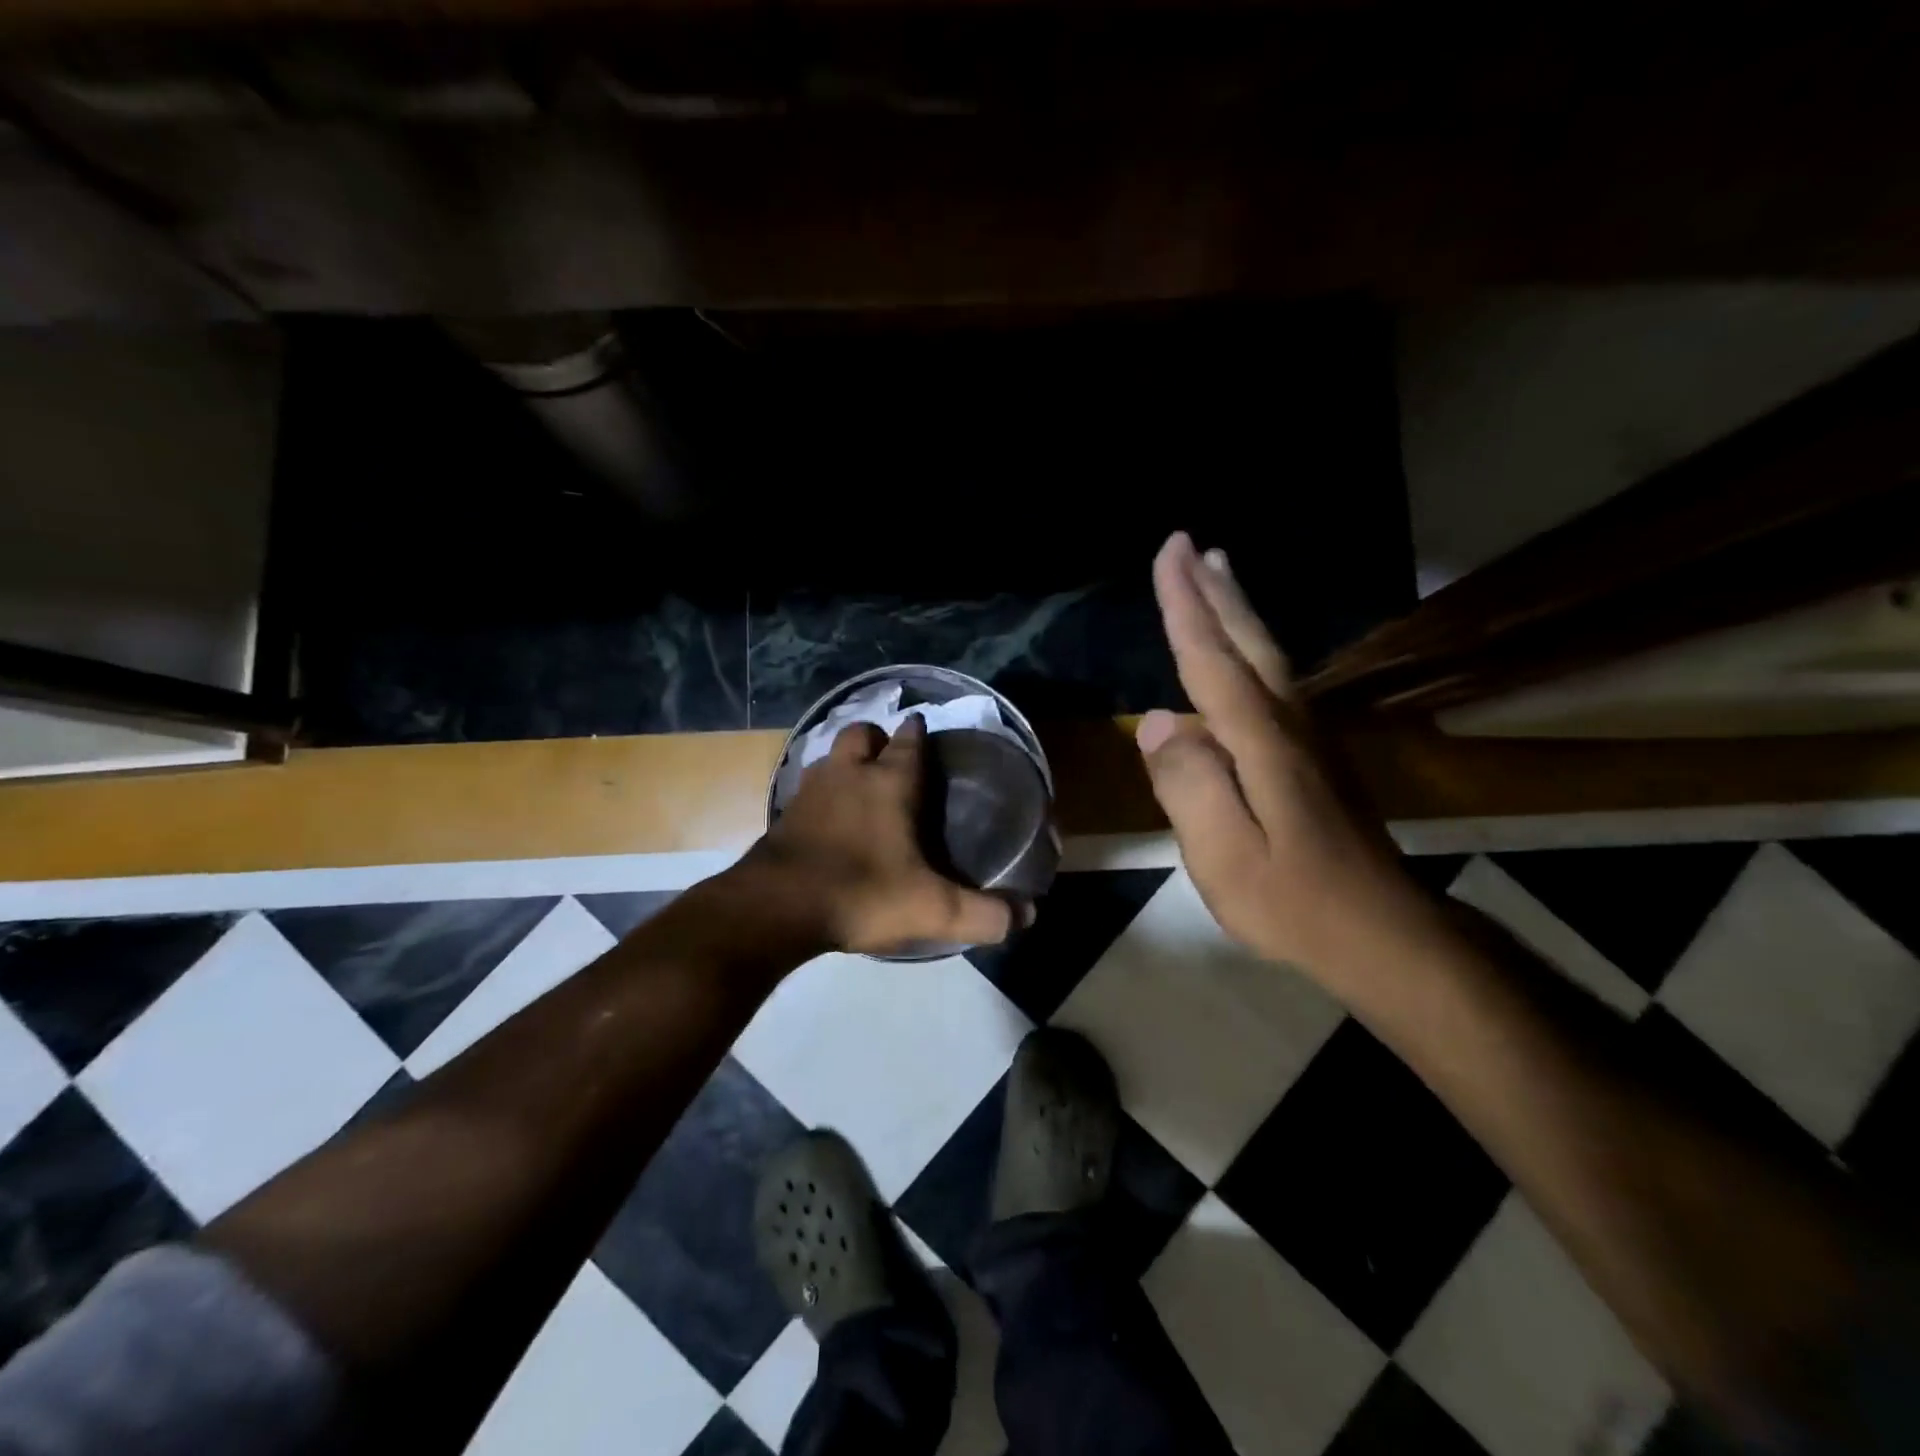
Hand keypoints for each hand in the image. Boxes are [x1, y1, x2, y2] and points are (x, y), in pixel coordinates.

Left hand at [744, 715, 1020, 956]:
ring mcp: (812, 790)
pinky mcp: (785, 813)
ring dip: (846, 761)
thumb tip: (1029, 915)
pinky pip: (808, 786)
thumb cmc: (862, 894)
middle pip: (863, 733)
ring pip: (831, 755)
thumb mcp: (934, 910)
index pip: (909, 741)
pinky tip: (829, 818)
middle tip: (892, 761)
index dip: (919, 734)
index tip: (926, 734)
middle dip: (878, 738)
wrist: (777, 907)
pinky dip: (822, 792)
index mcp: (890, 783)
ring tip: (861, 785)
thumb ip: (984, 914)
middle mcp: (850, 774)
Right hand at [1137, 532, 1431, 977]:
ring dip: (1237, 610)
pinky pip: (1274, 682)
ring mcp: (1307, 740)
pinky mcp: (1313, 759)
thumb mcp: (1225, 855)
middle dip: (1214, 591)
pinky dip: (1252, 649)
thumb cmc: (1293, 900)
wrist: (1381, 934)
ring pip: (1267, 657)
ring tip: (1218, 573)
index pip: (1212, 660)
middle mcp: (1288, 725)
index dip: (1186, 605)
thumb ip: (1189, 785)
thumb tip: (1156, 723)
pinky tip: (1246, 653)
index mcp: (1261, 741)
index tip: (1169, 552)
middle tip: (1191, 543)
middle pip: (1247, 643)